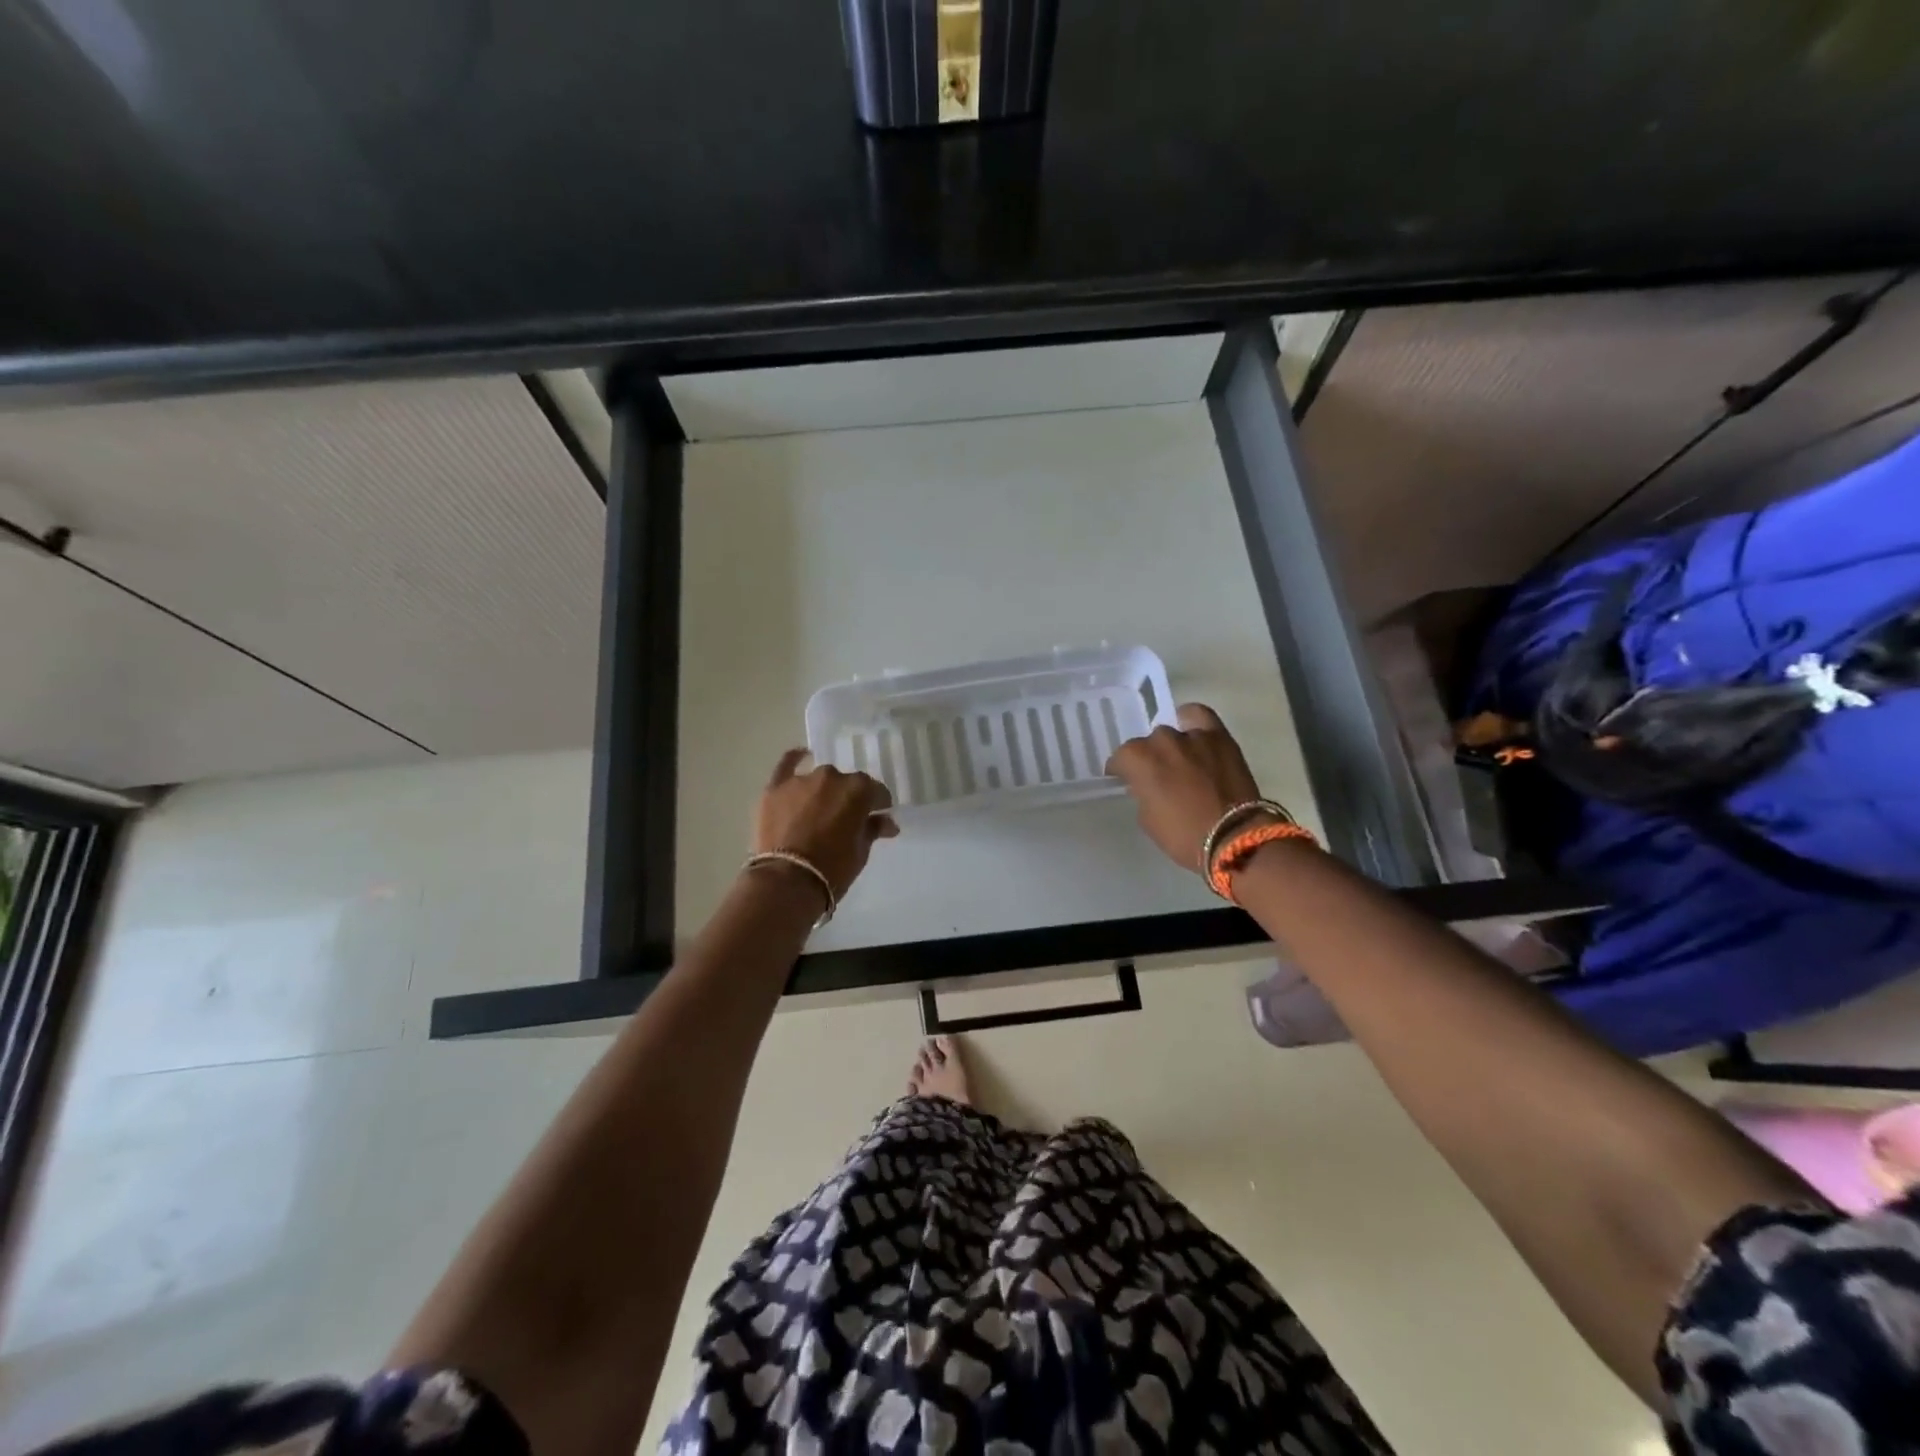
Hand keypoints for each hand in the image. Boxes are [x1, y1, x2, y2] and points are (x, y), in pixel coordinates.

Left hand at [754, 750, 898, 897]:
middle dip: (848, 799)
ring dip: (822, 791)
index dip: (877, 805)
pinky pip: (786, 765)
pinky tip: (801, 756)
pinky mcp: (775, 788)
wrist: (787, 881)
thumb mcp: (861, 852)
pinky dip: (794, 759)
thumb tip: (887, 822)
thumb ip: (873, 829)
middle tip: (844, 820)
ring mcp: (801, 780)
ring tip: (817, 812)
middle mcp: (831, 777)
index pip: (876, 792)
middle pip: (846, 784)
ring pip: (818, 780)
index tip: (877, 817)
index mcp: (859, 790)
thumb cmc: (833, 869)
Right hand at [1106, 704, 1265, 870]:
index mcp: (1138, 760)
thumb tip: (1146, 783)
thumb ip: (1142, 792)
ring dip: (1172, 746)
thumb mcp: (1148, 819)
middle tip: (1159, 777)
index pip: (1120, 758)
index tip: (1126, 781)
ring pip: (1172, 732)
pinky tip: (1193, 734)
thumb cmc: (1183, 836)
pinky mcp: (1219, 737)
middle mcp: (1161, 740)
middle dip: (1150, 759)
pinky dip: (1192, 722)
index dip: (1122, 771)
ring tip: (1180, 761)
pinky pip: (1199, 716)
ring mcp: (1191, 736)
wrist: (1234, 838)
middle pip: (1148, 744)